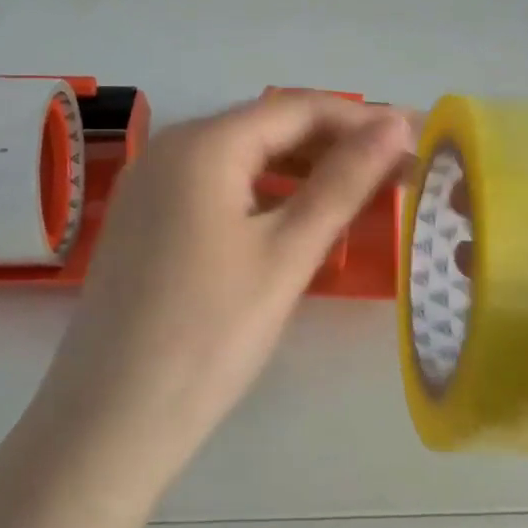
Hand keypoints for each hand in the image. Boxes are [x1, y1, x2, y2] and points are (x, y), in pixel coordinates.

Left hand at [41, 92, 414, 482]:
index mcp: (203, 144)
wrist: (111, 420)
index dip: (361, 118)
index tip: (416, 136)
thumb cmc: (210, 334)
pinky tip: (295, 218)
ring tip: (359, 192)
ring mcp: (149, 186)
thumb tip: (395, 125)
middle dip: (335, 144)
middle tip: (398, 169)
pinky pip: (215, 188)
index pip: (297, 107)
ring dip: (301, 169)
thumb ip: (343, 182)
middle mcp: (169, 149)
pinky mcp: (144, 222)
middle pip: (267, 128)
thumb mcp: (287, 253)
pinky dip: (263, 194)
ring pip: (241, 159)